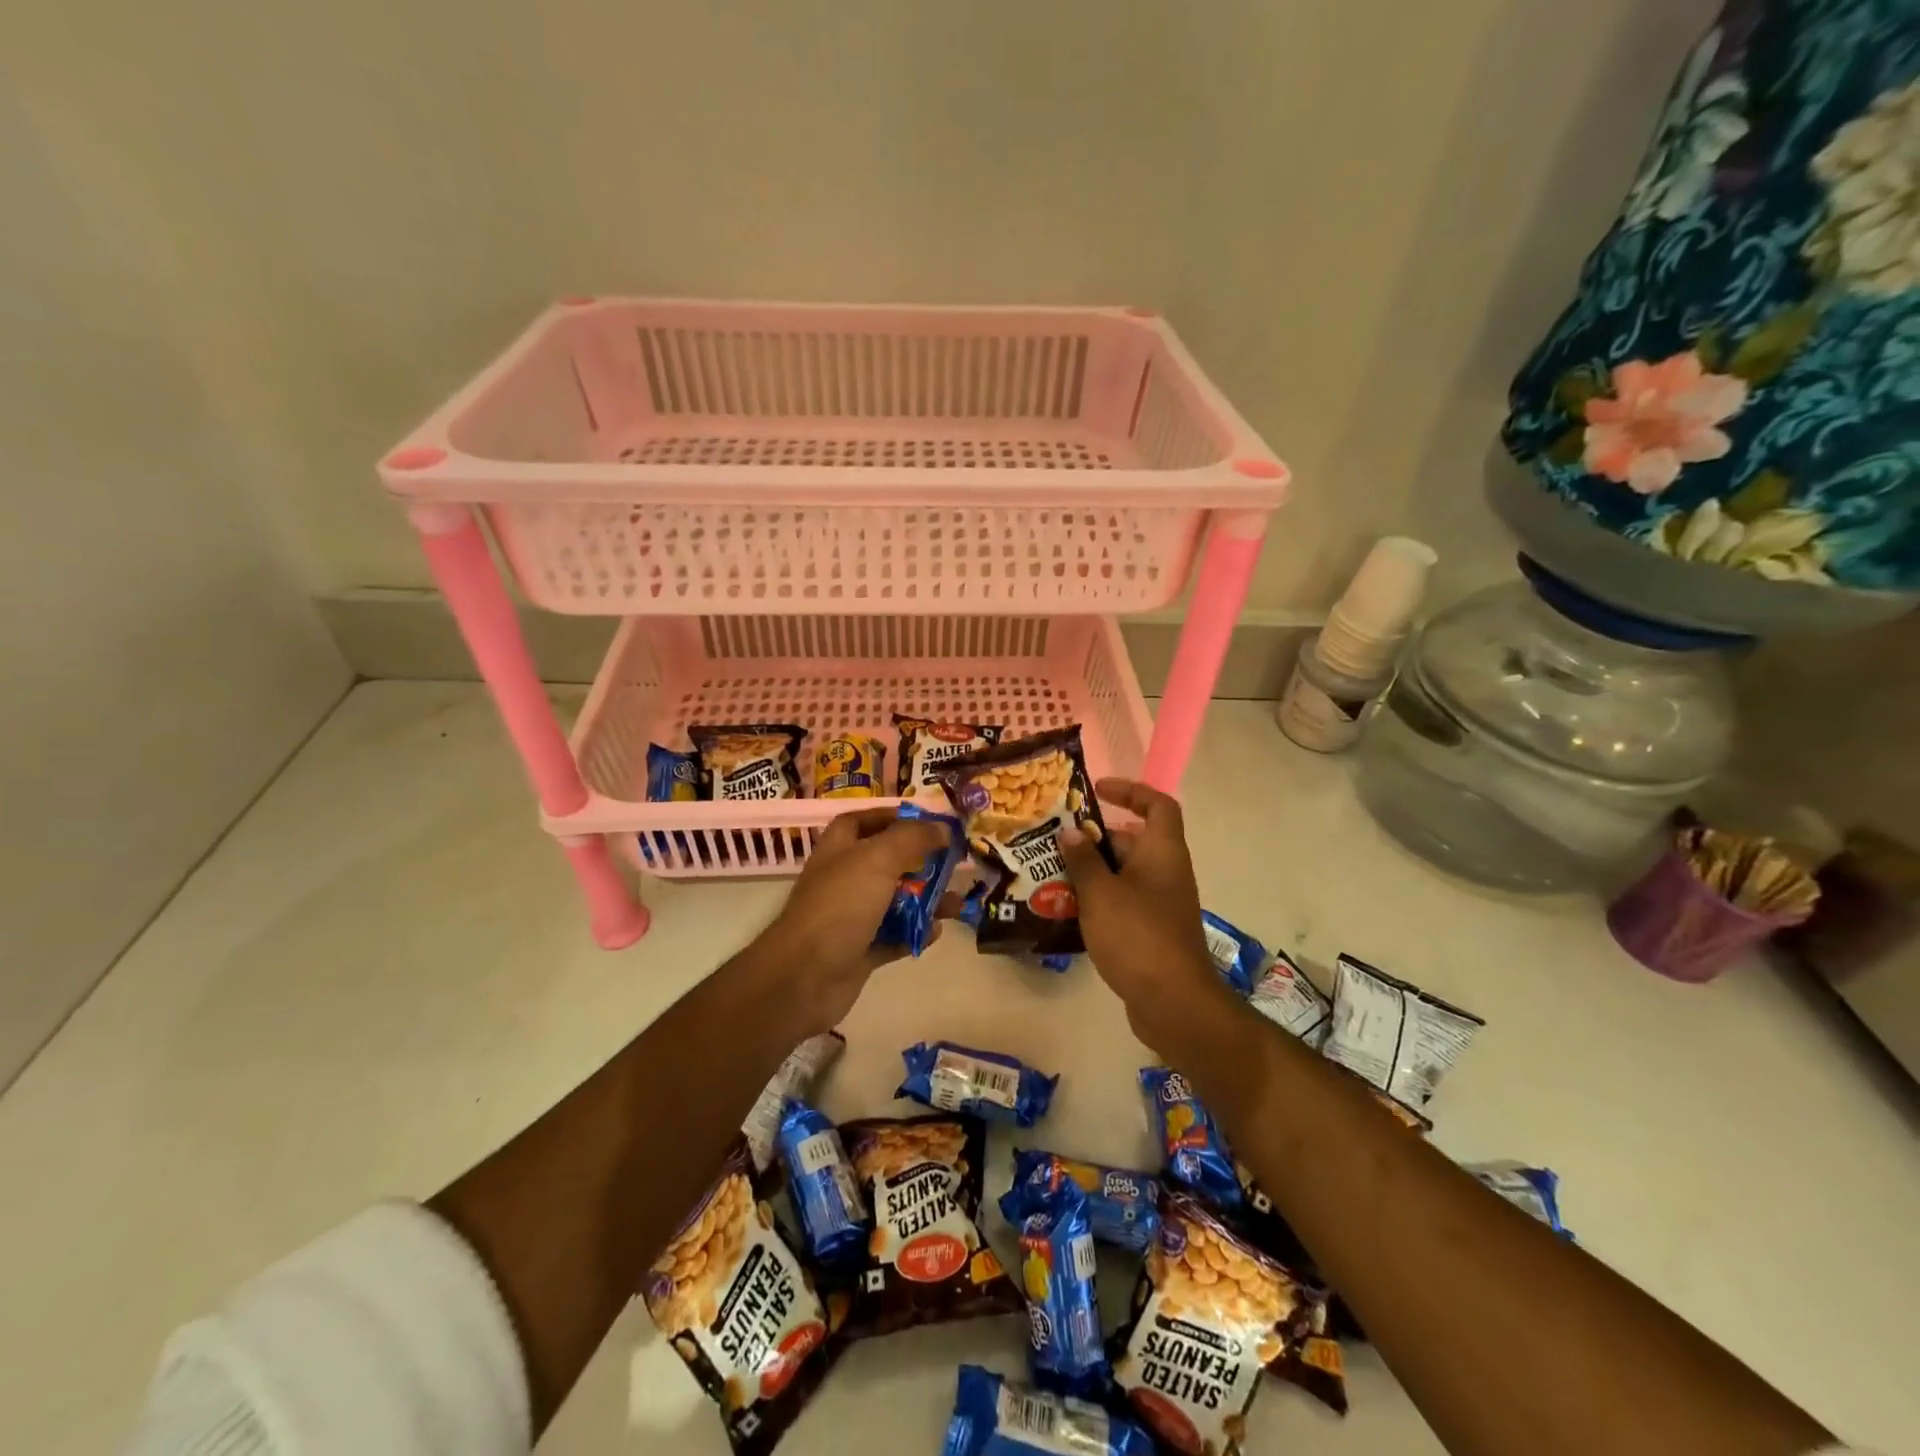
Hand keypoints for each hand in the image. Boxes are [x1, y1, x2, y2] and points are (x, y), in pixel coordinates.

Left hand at [763, 807, 957, 1031]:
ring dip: (926, 901)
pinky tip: (936, 931)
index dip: (891, 817)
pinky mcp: (859, 951)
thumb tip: (942, 827)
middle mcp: (844, 880)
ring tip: (956, 904)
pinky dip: (915, 933)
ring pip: (895, 902)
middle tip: (953, 863)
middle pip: (886, 862)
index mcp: (839, 850)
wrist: (804, 978)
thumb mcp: (878, 859)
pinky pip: (894, 937)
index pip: (862, 821)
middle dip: (920, 862)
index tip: (927, 821)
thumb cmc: (839, 906)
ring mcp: (851, 918)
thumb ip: (912, 839)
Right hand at [1059, 779, 1228, 1045]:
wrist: (1174, 1002)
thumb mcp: (1101, 893)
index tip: (1097, 790)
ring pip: (1125, 874)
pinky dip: (1099, 900)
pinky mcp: (1153, 931)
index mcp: (1162, 852)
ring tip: (1053, 874)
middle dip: (1096, 838)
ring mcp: (1162, 903)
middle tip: (1058, 840)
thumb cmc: (1137, 935)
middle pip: (1134, 840)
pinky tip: (1068, 911)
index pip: (1157, 805)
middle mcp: (1167, 871)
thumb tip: (1071, 832)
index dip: (1131, 791)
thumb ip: (1083, 860)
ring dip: (1093, 872)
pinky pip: (1124, 902)